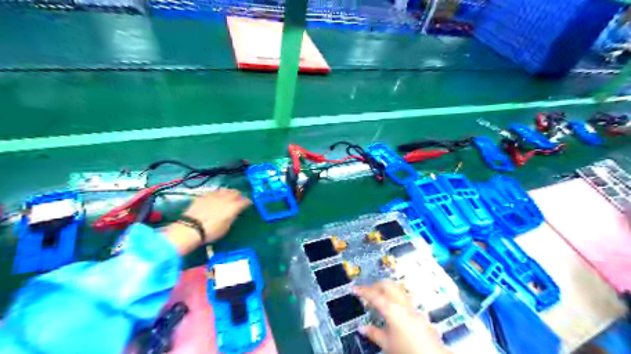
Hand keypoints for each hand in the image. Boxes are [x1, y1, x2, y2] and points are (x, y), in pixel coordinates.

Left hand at [182, 188, 250, 242]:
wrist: (191, 228)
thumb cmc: (211, 232)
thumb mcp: (226, 227)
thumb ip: (232, 217)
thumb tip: (234, 213)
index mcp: (233, 207)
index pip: (244, 201)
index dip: (247, 202)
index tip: (248, 204)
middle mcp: (225, 199)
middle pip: (235, 192)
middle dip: (238, 195)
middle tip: (238, 200)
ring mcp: (213, 196)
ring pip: (225, 189)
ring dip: (228, 193)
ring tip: (227, 197)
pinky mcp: (203, 196)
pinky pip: (213, 192)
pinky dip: (217, 194)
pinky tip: (215, 198)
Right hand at [354, 282, 448, 352]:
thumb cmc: (407, 350)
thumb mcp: (387, 344)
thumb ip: (374, 333)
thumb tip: (362, 328)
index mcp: (392, 309)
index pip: (374, 295)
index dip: (362, 291)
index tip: (354, 288)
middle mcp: (402, 304)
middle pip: (387, 285)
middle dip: (375, 285)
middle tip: (366, 292)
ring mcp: (412, 306)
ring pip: (397, 289)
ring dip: (386, 289)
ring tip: (378, 297)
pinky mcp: (419, 312)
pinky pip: (404, 298)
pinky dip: (395, 297)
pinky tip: (393, 306)